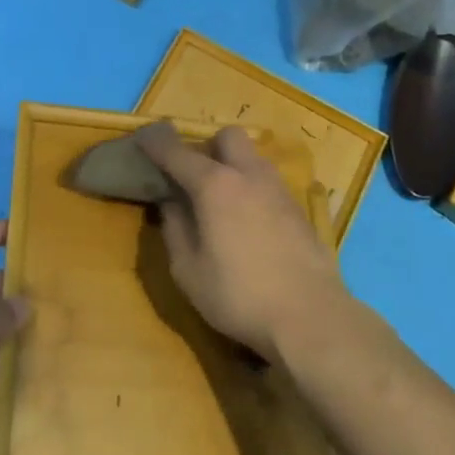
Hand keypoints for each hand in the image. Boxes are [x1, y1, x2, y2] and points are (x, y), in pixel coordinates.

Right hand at [136, 126, 347, 361]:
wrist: (311, 317)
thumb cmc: (239, 295)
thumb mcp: (189, 271)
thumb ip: (175, 229)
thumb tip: (171, 202)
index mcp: (214, 184)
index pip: (177, 152)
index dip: (156, 142)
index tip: (142, 138)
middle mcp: (248, 175)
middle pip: (227, 137)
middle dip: (207, 147)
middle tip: (194, 178)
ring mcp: (278, 189)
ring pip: (252, 157)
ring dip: (233, 167)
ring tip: (222, 202)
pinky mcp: (299, 208)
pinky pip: (268, 182)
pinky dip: (252, 189)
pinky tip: (249, 223)